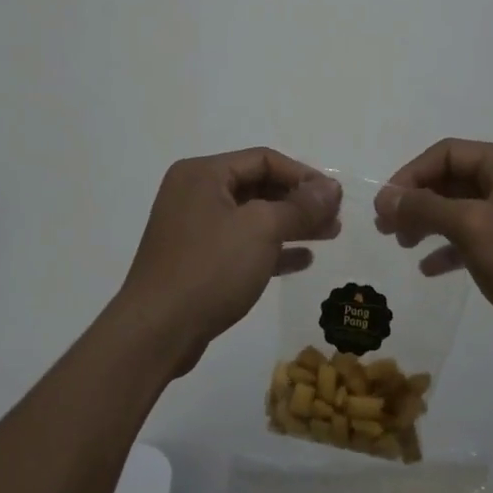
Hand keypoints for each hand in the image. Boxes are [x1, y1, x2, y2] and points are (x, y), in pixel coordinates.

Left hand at [116, 148, 340, 373]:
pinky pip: (242, 244)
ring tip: (330, 235)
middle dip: (300, 201)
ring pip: (253, 217)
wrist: (157, 332)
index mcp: (203, 174)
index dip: (304, 175)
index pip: (263, 159)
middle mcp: (195, 194)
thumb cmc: (210, 268)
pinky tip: (302, 260)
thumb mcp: (262, 229)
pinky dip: (272, 248)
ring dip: (292, 224)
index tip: (335, 197)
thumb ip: (300, 206)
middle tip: (335, 218)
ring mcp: (194, 229)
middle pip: (258, 187)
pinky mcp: (197, 261)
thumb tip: (332, 188)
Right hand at [374, 140, 492, 358]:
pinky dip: (452, 246)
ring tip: (402, 244)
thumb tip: (385, 197)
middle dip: (418, 201)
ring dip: (430, 222)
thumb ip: (425, 208)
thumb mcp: (472, 228)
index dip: (410, 175)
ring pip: (463, 207)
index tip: (384, 206)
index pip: (446, 153)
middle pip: (454, 178)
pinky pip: (478, 233)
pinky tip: (430, 268)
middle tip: (386, 227)